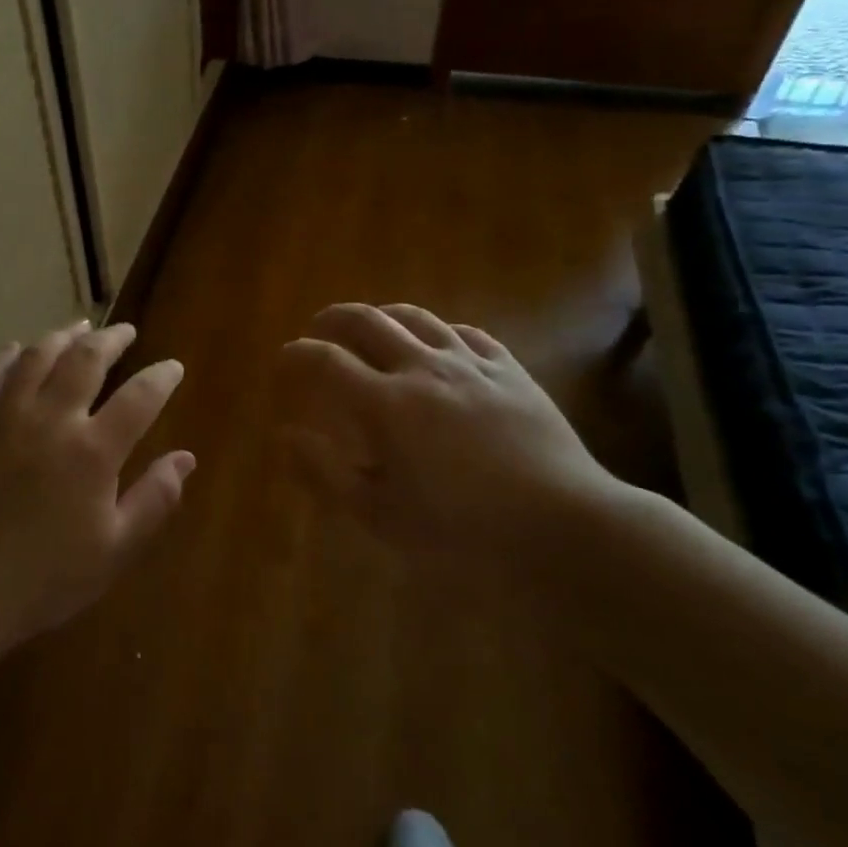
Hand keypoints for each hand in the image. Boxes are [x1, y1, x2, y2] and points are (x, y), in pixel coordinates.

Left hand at [0, 321, 194, 676]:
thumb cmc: (44, 577)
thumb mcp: (114, 550)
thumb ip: (155, 500)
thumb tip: (186, 458)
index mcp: (93, 451)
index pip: (140, 397)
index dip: (162, 376)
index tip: (173, 367)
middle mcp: (51, 419)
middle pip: (86, 358)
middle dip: (112, 339)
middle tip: (125, 332)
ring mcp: (4, 416)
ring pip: (37, 355)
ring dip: (63, 335)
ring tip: (79, 328)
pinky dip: (6, 356)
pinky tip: (17, 350)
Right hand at [274, 304, 624, 564]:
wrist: (563, 526)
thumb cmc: (463, 532)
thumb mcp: (381, 515)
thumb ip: (326, 473)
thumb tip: (286, 435)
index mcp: (385, 404)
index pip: (325, 360)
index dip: (297, 354)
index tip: (284, 358)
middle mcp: (421, 368)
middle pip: (365, 321)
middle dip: (332, 319)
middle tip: (317, 328)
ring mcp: (469, 363)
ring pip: (415, 316)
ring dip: (382, 315)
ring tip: (370, 326)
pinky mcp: (509, 369)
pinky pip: (464, 332)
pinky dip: (437, 331)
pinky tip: (437, 344)